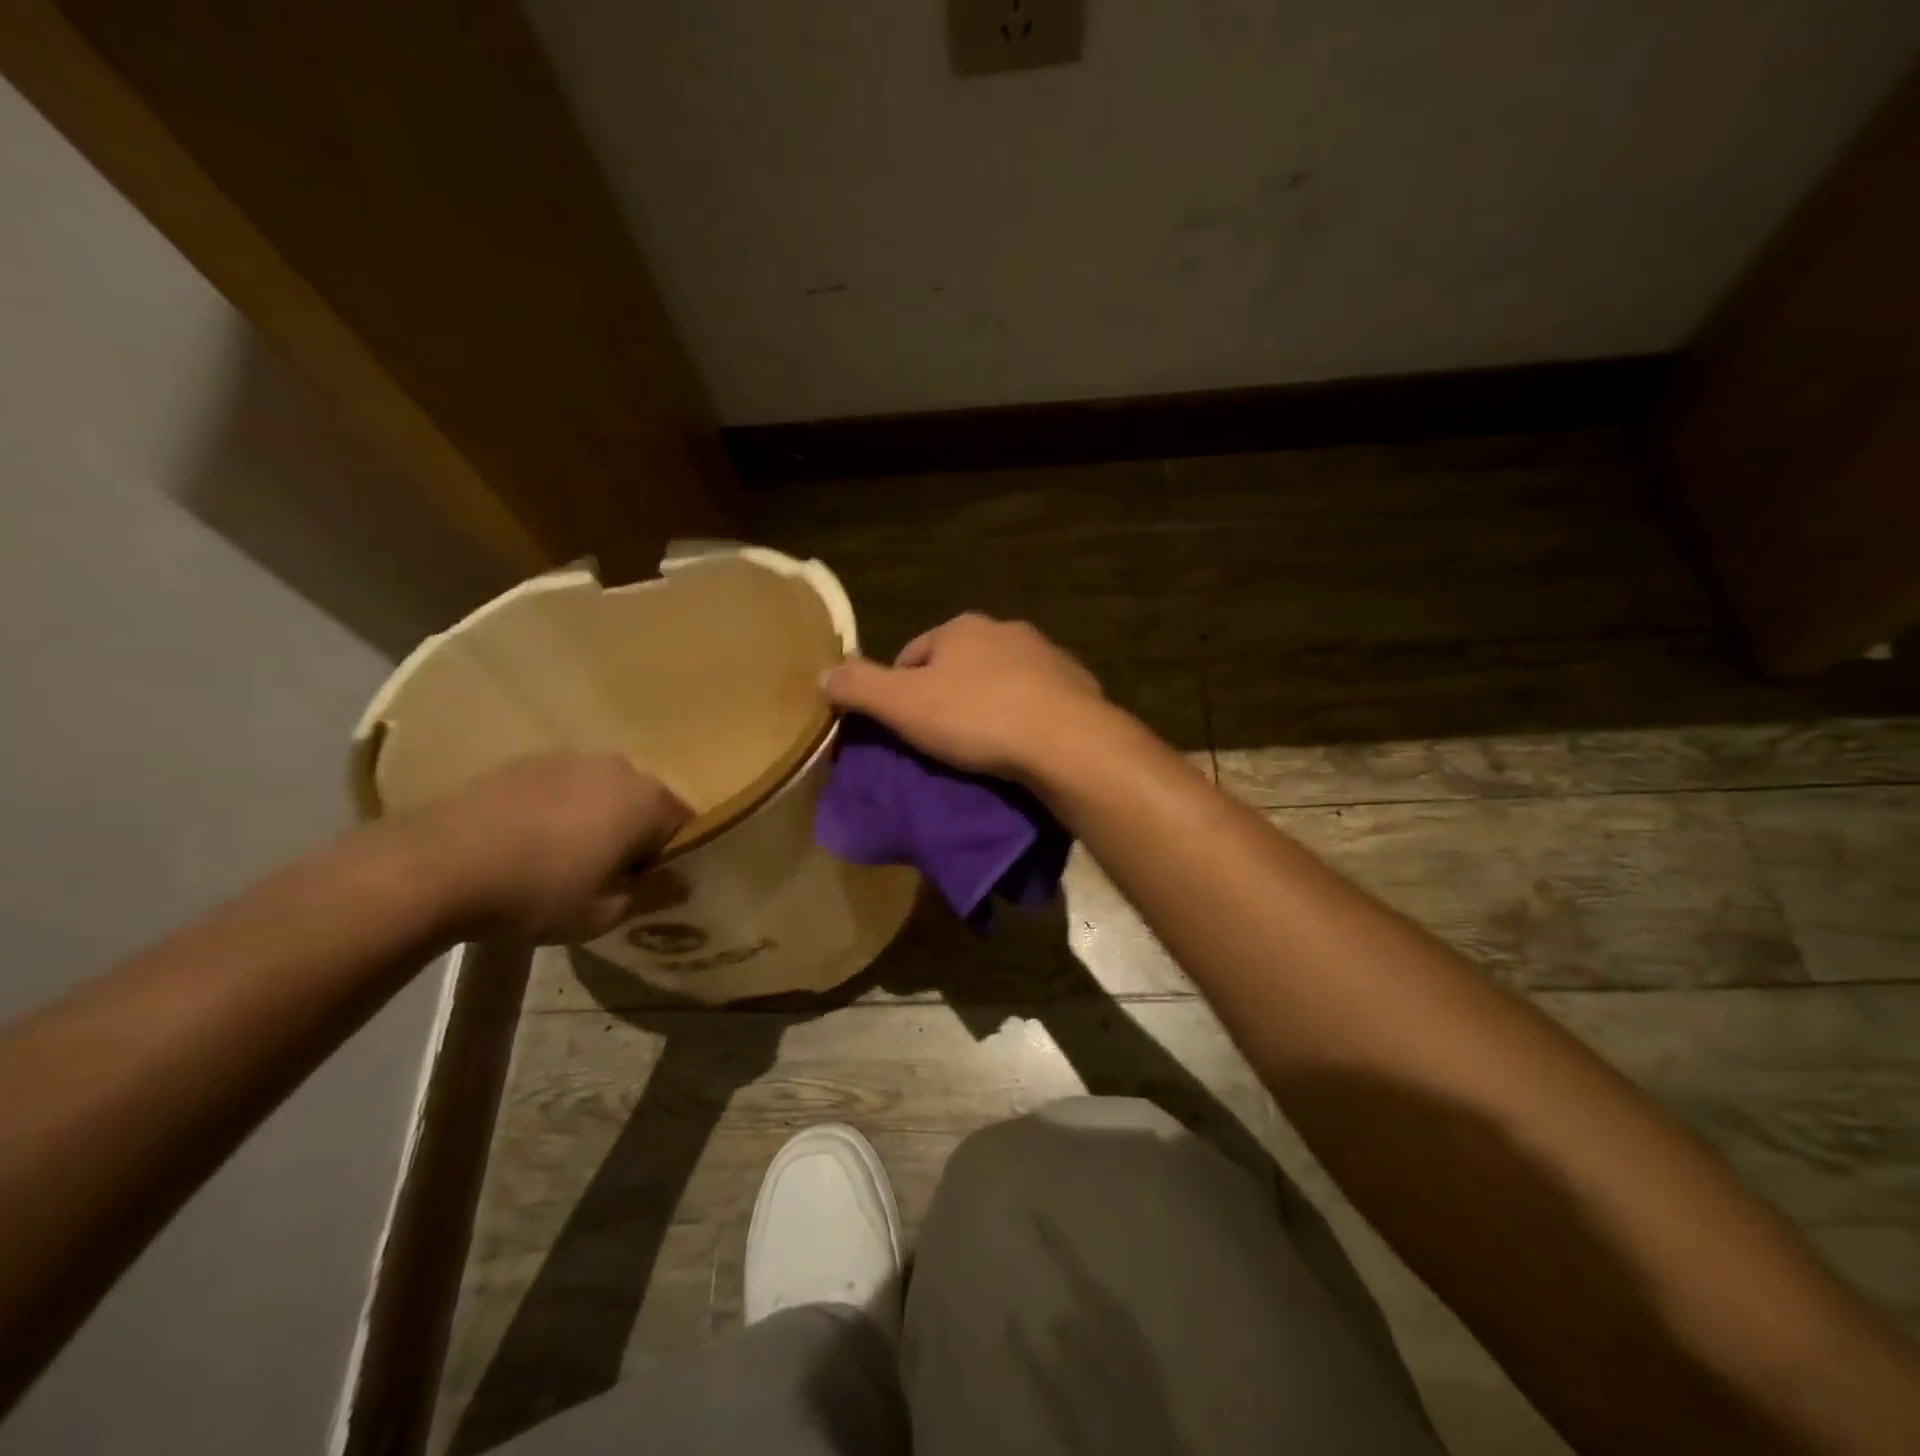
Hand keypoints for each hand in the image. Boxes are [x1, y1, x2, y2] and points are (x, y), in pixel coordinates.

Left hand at [403, 754, 690, 942]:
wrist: (434, 866)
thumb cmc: (538, 893)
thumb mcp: (604, 912)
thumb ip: (653, 895)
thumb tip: (682, 883)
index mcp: (647, 800)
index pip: (685, 824)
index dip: (674, 857)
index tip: (651, 886)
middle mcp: (617, 768)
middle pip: (644, 803)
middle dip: (636, 835)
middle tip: (611, 876)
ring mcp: (568, 759)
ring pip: (602, 793)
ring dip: (598, 821)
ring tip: (566, 860)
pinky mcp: (523, 762)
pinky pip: (562, 788)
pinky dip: (560, 811)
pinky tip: (529, 844)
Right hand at [822, 614, 1106, 780]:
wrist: (1065, 740)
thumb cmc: (976, 716)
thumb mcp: (903, 705)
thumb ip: (860, 687)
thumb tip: (821, 673)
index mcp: (961, 628)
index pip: (915, 653)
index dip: (901, 688)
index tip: (902, 727)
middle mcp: (1006, 630)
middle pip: (960, 664)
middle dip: (948, 695)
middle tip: (941, 740)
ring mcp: (1047, 655)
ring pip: (1001, 680)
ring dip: (988, 704)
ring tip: (982, 748)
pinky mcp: (1077, 685)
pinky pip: (1037, 700)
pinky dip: (1025, 717)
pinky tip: (1022, 747)